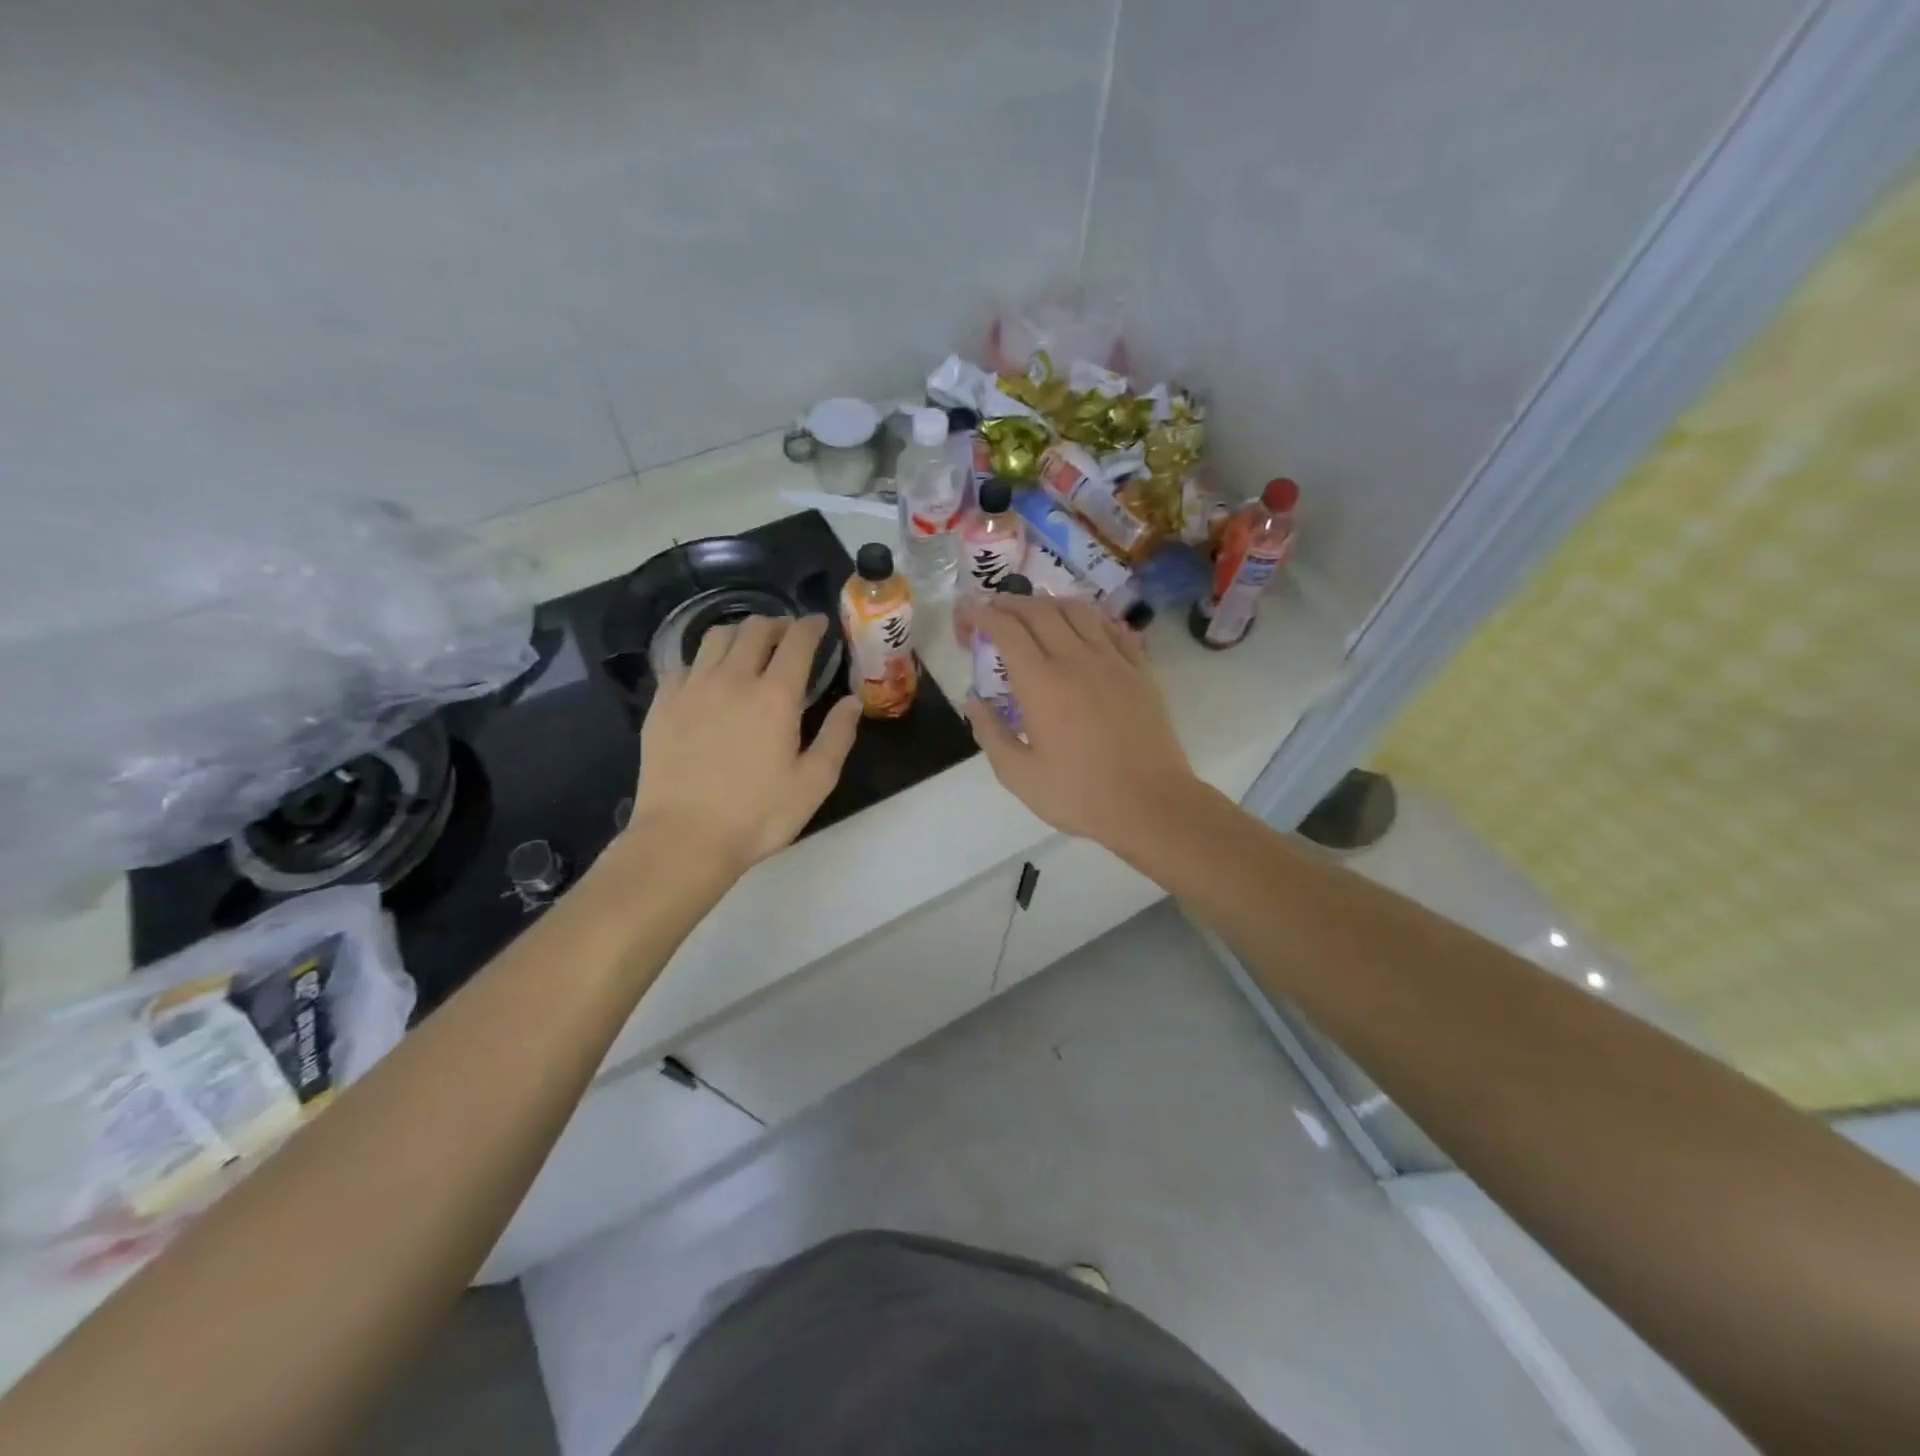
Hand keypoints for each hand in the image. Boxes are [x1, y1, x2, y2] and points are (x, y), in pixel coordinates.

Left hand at [632, 615, 859, 874]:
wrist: (683, 838)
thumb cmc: (758, 815)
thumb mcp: (814, 783)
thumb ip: (837, 736)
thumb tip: (852, 701)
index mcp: (775, 696)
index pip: (796, 642)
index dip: (810, 626)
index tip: (818, 623)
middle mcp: (732, 679)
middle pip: (754, 629)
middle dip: (776, 624)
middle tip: (787, 634)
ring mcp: (692, 688)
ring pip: (716, 637)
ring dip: (740, 632)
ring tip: (749, 645)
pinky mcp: (662, 703)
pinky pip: (685, 663)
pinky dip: (704, 658)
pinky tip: (709, 675)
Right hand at [962, 596, 1200, 853]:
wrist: (1151, 804)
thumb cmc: (1080, 794)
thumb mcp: (1019, 775)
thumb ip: (990, 733)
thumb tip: (973, 701)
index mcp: (1041, 682)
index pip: (1007, 629)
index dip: (983, 614)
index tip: (968, 614)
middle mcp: (1076, 659)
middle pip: (1040, 610)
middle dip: (1010, 602)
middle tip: (994, 607)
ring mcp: (1113, 661)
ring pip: (1078, 611)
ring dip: (1050, 603)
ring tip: (1035, 612)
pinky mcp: (1140, 671)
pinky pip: (1113, 629)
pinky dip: (1091, 620)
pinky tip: (1084, 629)